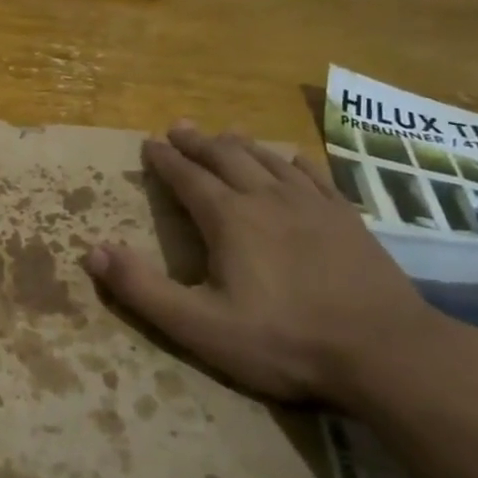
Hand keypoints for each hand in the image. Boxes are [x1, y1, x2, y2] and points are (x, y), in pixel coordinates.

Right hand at [83, 122, 447, 407]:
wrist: (385, 351)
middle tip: (179, 126)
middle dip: (198, 142)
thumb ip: (143, 289)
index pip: (188, 178)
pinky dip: (293, 162)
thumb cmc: (283, 341)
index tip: (149, 142)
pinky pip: (313, 176)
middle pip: (226, 158)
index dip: (165, 160)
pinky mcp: (348, 219)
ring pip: (268, 160)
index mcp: (229, 219)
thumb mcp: (199, 326)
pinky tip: (291, 159)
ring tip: (225, 132)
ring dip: (241, 145)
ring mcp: (313, 205)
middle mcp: (268, 199)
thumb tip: (93, 251)